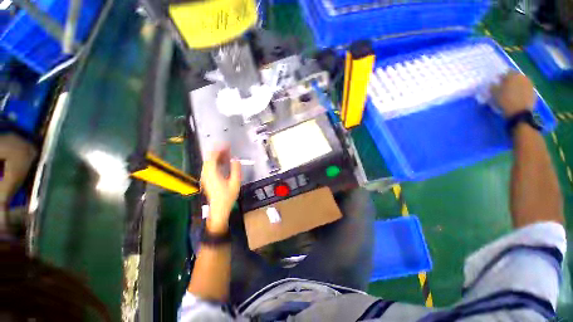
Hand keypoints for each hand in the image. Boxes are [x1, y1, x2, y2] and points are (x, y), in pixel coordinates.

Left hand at [201, 146, 241, 232]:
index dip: (219, 149)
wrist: (218, 209)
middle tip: (228, 148)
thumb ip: (236, 169)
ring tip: (227, 154)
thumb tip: (236, 159)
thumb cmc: (227, 197)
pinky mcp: (206, 179)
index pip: (212, 157)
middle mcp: (206, 173)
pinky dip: (215, 162)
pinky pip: (209, 166)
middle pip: (209, 158)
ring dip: (217, 156)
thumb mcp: (235, 182)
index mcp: (212, 173)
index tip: (226, 145)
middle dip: (218, 151)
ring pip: (209, 162)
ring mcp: (205, 177)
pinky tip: (223, 162)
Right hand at [492, 72, 535, 116]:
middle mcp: (523, 77)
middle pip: (515, 76)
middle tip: (504, 86)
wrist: (520, 112)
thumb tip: (493, 83)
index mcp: (513, 75)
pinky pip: (525, 88)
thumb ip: (493, 86)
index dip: (501, 76)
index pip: (506, 72)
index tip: (497, 81)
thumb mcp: (495, 94)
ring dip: (516, 85)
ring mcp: (529, 84)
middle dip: (510, 80)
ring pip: (521, 82)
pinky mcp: (533, 91)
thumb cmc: (506, 101)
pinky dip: (521, 90)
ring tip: (511, 91)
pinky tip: (517, 95)